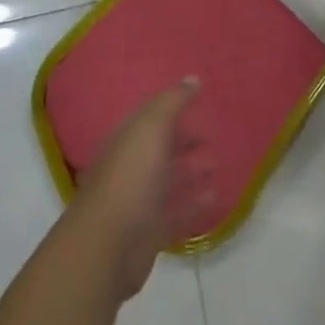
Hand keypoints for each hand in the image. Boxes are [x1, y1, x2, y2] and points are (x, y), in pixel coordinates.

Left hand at [71, 81, 216, 301]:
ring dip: (192, 172)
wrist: (107, 246)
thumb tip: (192, 78)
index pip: (151, 119)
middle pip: (161, 149)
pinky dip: (195, 203)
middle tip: (212, 136)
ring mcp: (140, 201)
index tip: (200, 104)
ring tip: (217, 164)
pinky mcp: (151, 231)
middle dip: (184, 141)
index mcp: (127, 140)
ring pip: (170, 181)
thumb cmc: (130, 178)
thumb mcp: (151, 129)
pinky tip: (215, 196)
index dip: (173, 110)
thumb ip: (172, 102)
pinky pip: (177, 212)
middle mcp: (132, 167)